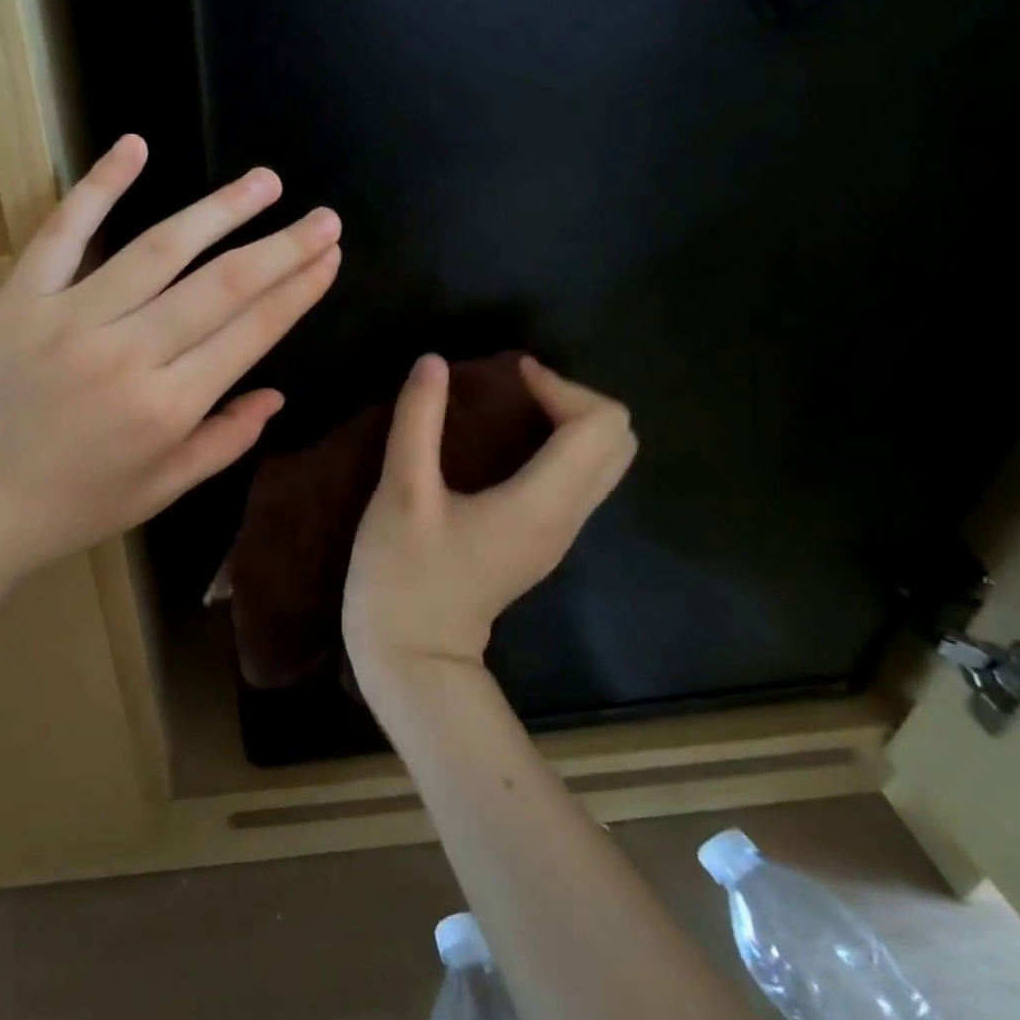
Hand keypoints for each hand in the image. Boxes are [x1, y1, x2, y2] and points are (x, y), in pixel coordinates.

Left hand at [0, 134, 340, 585]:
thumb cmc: (72, 508)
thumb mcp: (162, 491)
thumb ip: (225, 440)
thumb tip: (276, 395)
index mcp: (169, 406)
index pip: (253, 331)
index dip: (299, 289)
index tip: (330, 256)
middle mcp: (130, 353)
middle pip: (223, 283)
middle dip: (283, 246)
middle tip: (323, 217)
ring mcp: (71, 317)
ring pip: (161, 247)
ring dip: (221, 209)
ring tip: (265, 182)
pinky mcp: (21, 298)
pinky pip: (65, 230)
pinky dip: (101, 184)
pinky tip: (136, 145)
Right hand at [343, 354, 636, 686]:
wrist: (412, 657)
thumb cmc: (403, 576)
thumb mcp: (401, 493)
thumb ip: (419, 421)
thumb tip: (433, 362)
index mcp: (542, 503)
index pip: (600, 424)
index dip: (559, 386)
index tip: (508, 378)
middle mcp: (566, 517)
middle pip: (617, 440)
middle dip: (573, 400)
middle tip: (516, 391)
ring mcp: (559, 534)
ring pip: (603, 461)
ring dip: (568, 422)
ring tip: (510, 409)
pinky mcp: (542, 541)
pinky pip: (578, 479)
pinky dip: (558, 447)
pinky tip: (505, 445)